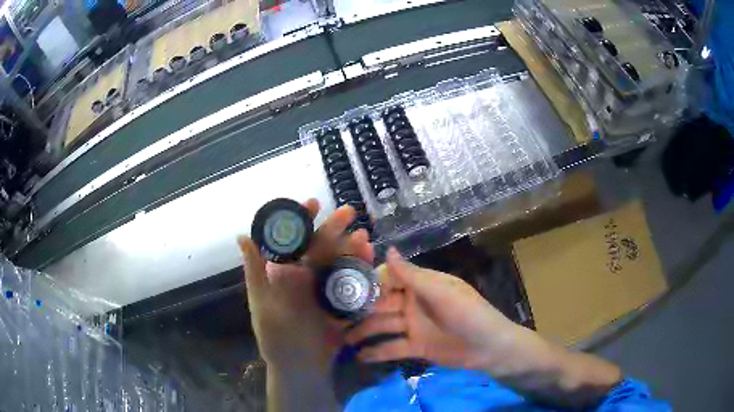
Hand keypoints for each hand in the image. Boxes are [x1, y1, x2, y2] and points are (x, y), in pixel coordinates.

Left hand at [238, 199, 373, 370]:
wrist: (302, 370)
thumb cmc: (276, 340)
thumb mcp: (263, 307)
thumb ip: (256, 273)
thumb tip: (242, 235)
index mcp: (283, 275)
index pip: (291, 241)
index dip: (299, 220)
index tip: (312, 203)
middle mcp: (304, 277)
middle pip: (319, 247)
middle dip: (333, 228)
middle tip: (349, 213)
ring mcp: (324, 289)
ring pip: (338, 262)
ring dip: (351, 248)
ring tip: (364, 237)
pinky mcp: (341, 303)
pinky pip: (352, 283)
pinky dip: (362, 271)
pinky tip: (372, 261)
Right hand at [346, 247, 517, 369]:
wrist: (488, 347)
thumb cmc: (467, 313)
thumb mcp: (440, 292)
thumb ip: (412, 275)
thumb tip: (388, 250)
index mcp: (421, 285)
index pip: (388, 279)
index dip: (368, 284)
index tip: (345, 288)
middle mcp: (413, 303)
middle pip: (381, 305)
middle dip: (360, 312)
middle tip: (334, 320)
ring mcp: (413, 326)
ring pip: (383, 327)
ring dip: (364, 333)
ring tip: (343, 340)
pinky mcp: (416, 347)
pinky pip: (392, 348)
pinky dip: (377, 352)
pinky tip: (360, 357)